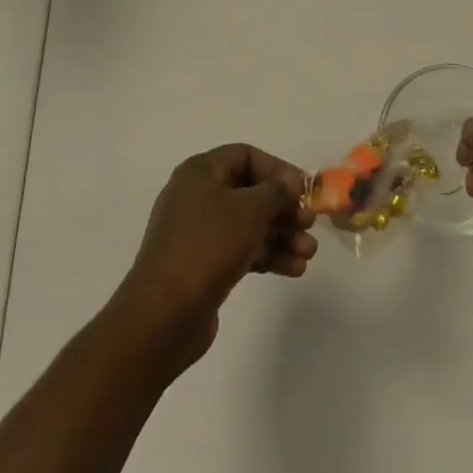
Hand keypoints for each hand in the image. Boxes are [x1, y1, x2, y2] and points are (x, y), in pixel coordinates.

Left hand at [115, 144, 317, 368]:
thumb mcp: (250, 210)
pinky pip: (240, 250)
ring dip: (280, 236)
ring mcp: (198, 233)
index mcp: (201, 172)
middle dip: (283, 209)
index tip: (303, 189)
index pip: (245, 156)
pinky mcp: (202, 266)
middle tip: (309, 225)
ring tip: (308, 254)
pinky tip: (294, 270)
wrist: (163, 316)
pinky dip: (266, 256)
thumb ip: (276, 192)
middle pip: (250, 192)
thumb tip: (289, 184)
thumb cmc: (208, 246)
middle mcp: (197, 196)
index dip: (277, 169)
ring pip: (248, 225)